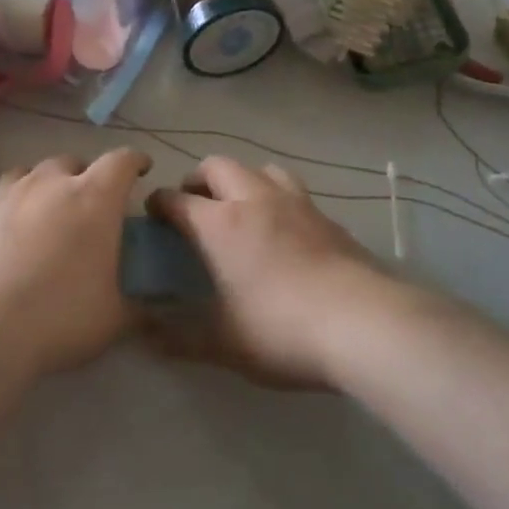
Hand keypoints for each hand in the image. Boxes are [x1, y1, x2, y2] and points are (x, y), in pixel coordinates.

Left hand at [0, 149, 152, 376]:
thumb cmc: (61, 315)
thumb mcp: (113, 319)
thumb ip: (139, 308)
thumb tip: (156, 313)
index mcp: (95, 198)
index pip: (122, 162)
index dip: (136, 161)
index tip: (143, 168)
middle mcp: (54, 184)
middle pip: (75, 162)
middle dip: (88, 176)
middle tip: (94, 204)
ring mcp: (14, 195)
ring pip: (37, 171)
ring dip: (51, 182)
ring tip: (54, 206)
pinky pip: (8, 190)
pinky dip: (20, 197)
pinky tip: (20, 222)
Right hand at [147, 157, 383, 387]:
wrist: (363, 324)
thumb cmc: (281, 329)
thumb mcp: (223, 343)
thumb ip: (179, 338)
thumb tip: (145, 335)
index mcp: (220, 223)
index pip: (177, 199)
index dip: (159, 204)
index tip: (153, 216)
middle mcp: (254, 200)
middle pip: (217, 166)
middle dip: (198, 180)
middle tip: (194, 208)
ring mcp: (296, 203)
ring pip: (261, 169)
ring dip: (242, 181)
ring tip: (240, 209)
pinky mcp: (327, 217)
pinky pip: (293, 192)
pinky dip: (277, 199)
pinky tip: (283, 230)